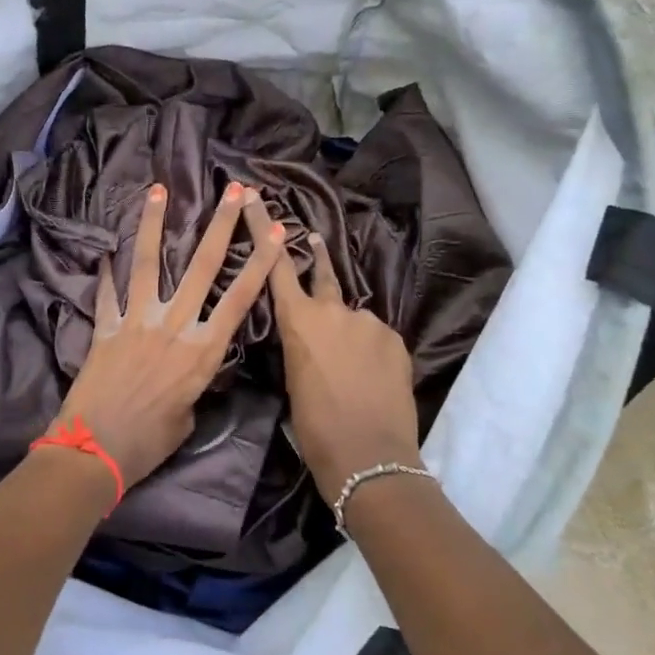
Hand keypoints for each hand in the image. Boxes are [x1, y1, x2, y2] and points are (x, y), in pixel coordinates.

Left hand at [56, 181, 283, 487]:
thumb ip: (192, 383)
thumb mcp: (188, 416)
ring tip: (158, 190)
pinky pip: (106, 294)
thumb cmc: (148, 443)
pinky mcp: (104, 329)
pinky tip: (104, 250)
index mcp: (202, 352)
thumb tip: (185, 369)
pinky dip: (105, 273)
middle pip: (201, 267)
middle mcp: (173, 327)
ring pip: (148, 264)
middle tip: (234, 190)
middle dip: (221, 225)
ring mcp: (136, 322)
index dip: (260, 263)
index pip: (240, 299)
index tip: (275, 231)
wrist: (94, 452)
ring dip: (153, 224)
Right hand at [254, 194, 423, 494]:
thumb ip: (300, 348)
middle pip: (323, 274)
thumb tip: (309, 341)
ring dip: (346, 329)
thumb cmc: (315, 426)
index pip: (277, 266)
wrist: (369, 456)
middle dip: (315, 256)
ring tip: (348, 364)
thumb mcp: (293, 382)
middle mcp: (335, 311)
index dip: (265, 230)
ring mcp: (370, 323)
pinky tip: (367, 375)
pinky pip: (374, 336)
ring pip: (352, 317)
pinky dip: (368, 348)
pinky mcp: (395, 339)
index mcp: (299, 322)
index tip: (258, 198)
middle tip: (312, 240)